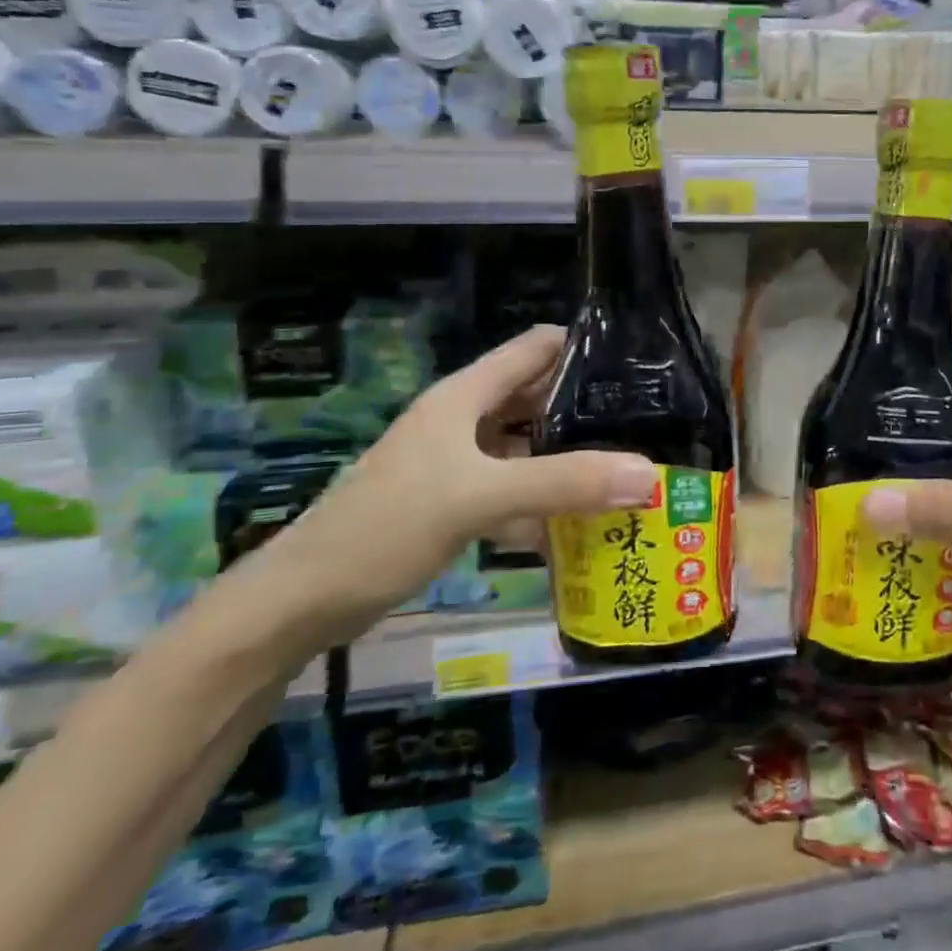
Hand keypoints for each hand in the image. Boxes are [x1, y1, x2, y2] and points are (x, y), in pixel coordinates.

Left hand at [256, 325, 658, 647]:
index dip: (585, 346)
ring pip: (530, 447)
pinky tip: (584, 524)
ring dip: (573, 458)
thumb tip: (650, 474)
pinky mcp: (456, 503)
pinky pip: (516, 490)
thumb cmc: (385, 527)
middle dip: (590, 408)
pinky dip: (547, 502)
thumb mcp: (479, 497)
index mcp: (466, 396)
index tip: (641, 365)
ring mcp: (460, 463)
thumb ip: (564, 483)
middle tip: (651, 424)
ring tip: (632, 470)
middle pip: (539, 397)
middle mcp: (466, 420)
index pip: (537, 347)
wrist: (300, 603)